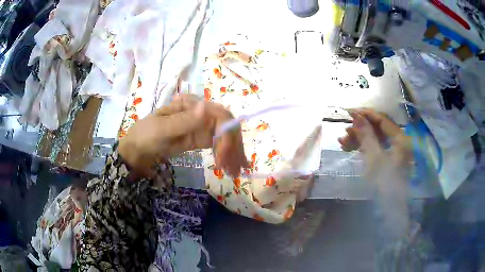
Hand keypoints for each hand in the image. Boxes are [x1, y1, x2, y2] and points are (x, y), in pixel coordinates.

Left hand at [118, 94, 247, 177]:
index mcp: (191, 104)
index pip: (218, 115)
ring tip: (235, 172)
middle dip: (232, 147)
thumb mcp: (162, 129)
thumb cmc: (145, 136)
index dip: (226, 134)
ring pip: (225, 137)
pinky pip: (218, 145)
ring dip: (233, 154)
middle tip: (233, 169)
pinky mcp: (200, 139)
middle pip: (226, 126)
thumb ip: (184, 121)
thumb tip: (206, 107)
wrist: (137, 152)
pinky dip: (227, 155)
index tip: (224, 156)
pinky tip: (232, 167)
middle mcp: (200, 112)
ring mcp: (201, 126)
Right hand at [338, 109, 411, 182]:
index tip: (349, 112)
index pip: (382, 119)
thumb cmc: (385, 183)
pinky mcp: (389, 160)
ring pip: (375, 139)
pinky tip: (350, 149)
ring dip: (359, 139)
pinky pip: (376, 148)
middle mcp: (399, 141)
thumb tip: (356, 116)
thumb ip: (366, 135)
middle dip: (360, 129)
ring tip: (342, 143)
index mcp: (400, 138)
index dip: (366, 114)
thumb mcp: (374, 158)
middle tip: (344, 132)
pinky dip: (364, 148)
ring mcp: (395, 151)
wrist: (390, 207)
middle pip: (378, 129)